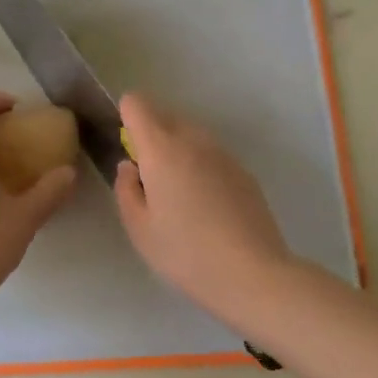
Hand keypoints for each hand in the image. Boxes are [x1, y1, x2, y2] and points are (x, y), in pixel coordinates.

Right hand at [114, 93, 295, 320]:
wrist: (252, 273)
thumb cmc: (185, 252)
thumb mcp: (139, 229)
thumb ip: (126, 189)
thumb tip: (130, 166)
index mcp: (162, 149)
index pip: (137, 104)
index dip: (126, 116)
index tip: (127, 147)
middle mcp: (193, 140)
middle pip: (166, 116)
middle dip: (151, 135)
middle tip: (149, 180)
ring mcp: (223, 154)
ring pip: (191, 135)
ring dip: (178, 151)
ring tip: (178, 195)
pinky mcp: (243, 171)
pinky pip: (212, 155)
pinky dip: (201, 166)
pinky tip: (206, 206)